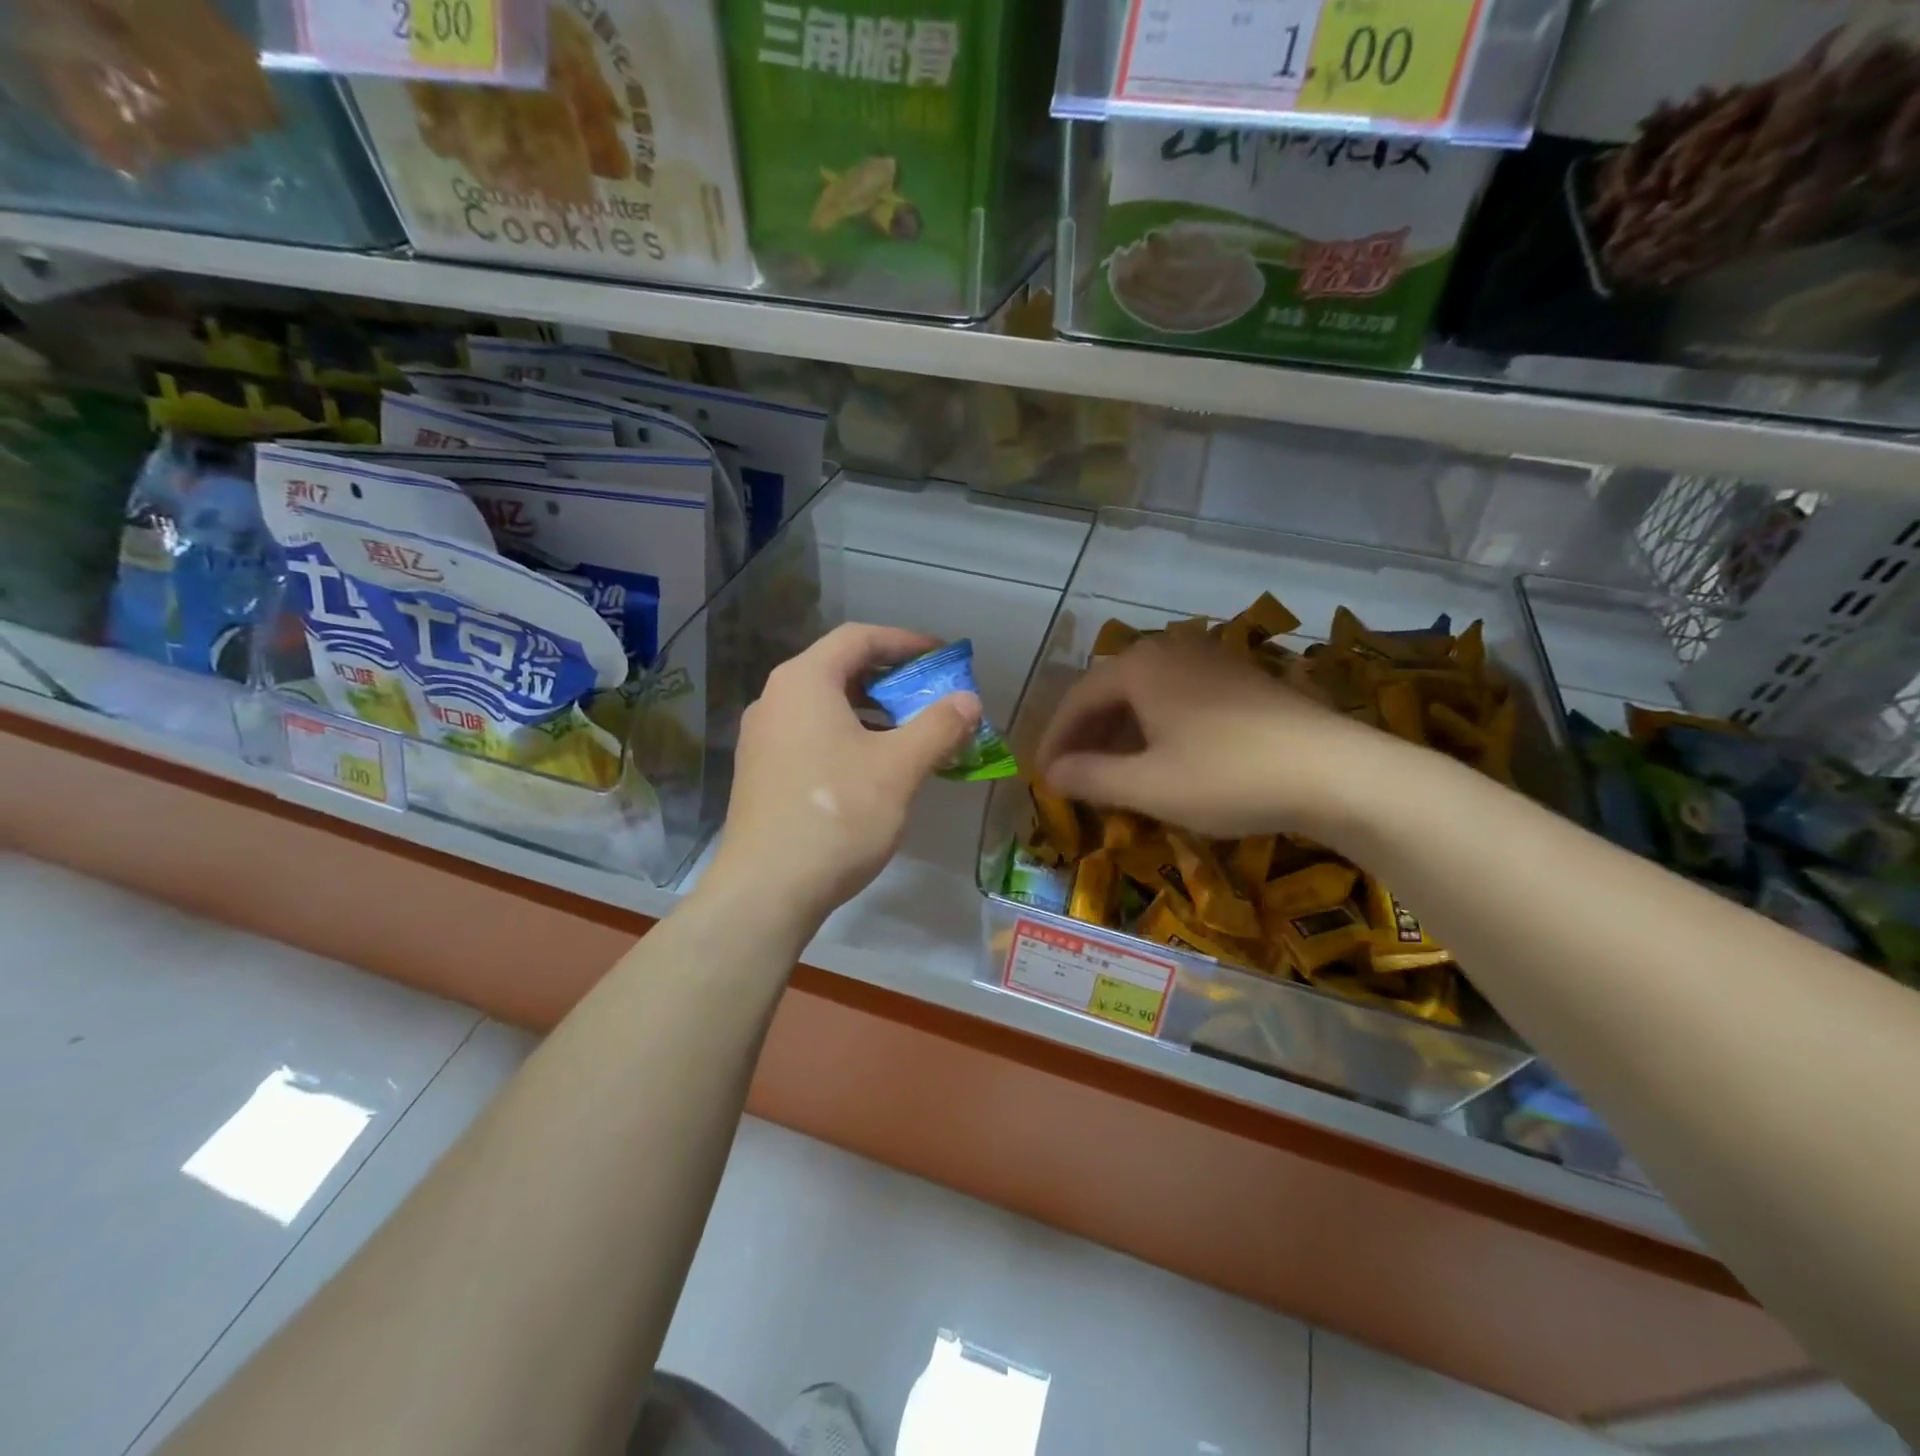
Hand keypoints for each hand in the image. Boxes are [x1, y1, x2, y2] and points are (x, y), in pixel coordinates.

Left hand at [702, 624, 981, 929]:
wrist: (766, 889)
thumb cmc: (837, 814)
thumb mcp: (899, 767)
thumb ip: (938, 726)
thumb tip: (968, 700)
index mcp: (804, 682)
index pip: (859, 638)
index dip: (905, 641)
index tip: (942, 658)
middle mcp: (776, 699)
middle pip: (840, 670)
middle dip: (891, 680)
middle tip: (931, 698)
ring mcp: (763, 738)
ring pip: (826, 707)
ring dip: (873, 713)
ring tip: (911, 735)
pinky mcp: (761, 773)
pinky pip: (812, 736)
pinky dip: (849, 738)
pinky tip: (875, 770)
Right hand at [1033, 632, 1390, 839]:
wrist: (1335, 772)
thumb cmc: (1228, 777)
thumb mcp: (1149, 786)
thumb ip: (1091, 777)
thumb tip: (1051, 773)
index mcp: (1140, 667)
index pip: (1078, 698)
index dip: (1055, 739)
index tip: (1042, 775)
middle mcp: (1172, 651)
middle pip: (1111, 691)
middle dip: (1086, 735)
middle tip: (1072, 775)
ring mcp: (1211, 662)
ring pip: (1146, 695)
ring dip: (1121, 733)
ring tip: (1111, 772)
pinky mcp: (1242, 680)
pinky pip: (1179, 699)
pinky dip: (1156, 729)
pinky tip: (1162, 759)